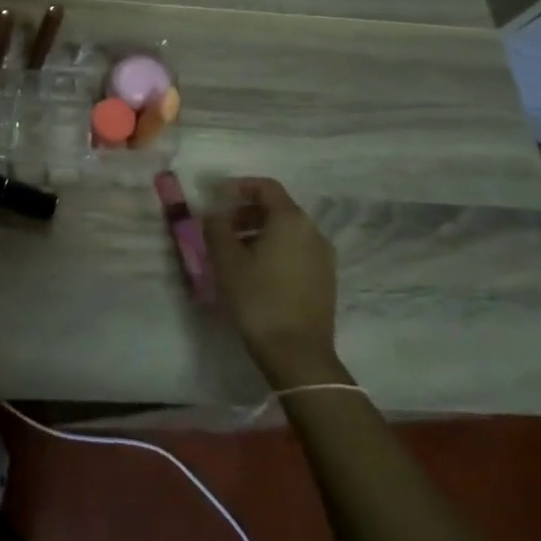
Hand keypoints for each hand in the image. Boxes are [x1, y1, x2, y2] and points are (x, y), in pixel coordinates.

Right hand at [204, 178, 343, 386]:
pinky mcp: (325, 280)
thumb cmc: (258, 298)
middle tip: (221, 227)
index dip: (239, 187)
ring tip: (234, 252)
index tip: (216, 197)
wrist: (298, 354)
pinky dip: (274, 250)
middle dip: (246, 212)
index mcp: (291, 220)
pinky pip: (297, 251)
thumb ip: (216, 227)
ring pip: (287, 231)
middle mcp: (313, 232)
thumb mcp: (226, 259)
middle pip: (277, 208)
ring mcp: (323, 257)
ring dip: (259, 232)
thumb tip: (215, 213)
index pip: (266, 187)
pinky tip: (255, 272)